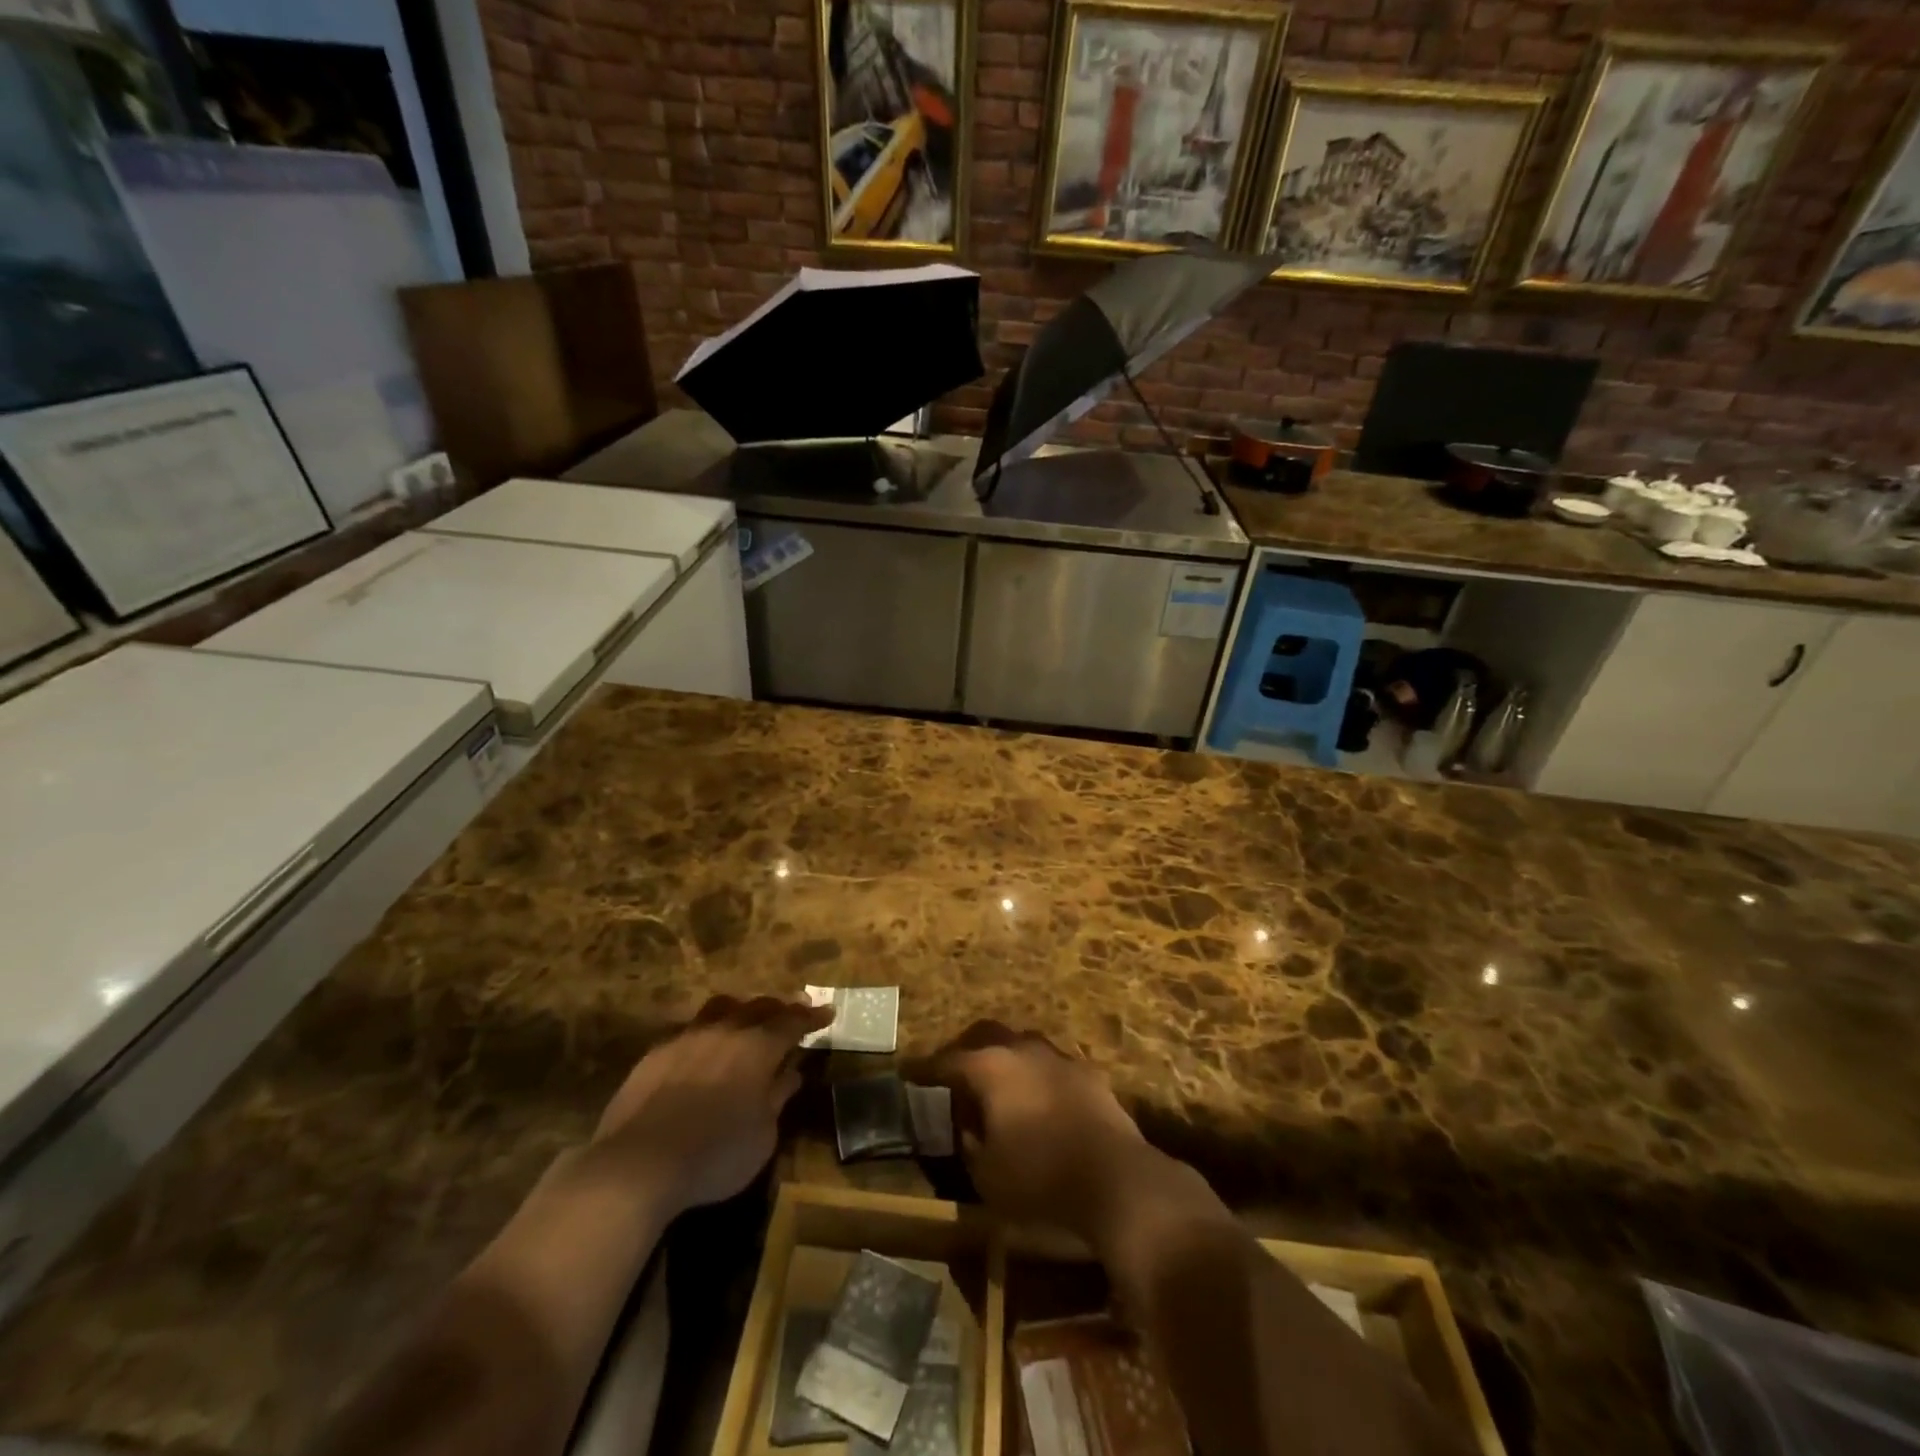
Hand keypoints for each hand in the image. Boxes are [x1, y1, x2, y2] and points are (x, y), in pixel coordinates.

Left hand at [593, 995, 831, 1216]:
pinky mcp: (656, 1053)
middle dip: (780, 1007)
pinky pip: (690, 1029)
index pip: (793, 1022)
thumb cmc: (715, 1154)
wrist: (638, 1164)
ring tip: (747, 1017)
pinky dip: (708, 1032)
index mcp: (758, 1047)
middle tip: (794, 1009)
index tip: (827, 1012)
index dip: (812, 1017)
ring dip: (741, 1010)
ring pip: (721, 1008)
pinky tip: (704, 1046)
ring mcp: (688, 1038)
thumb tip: (791, 1073)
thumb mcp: (762, 1136)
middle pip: (759, 1007)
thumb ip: (777, 1098)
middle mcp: (726, 1031)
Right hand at [915, 1022, 1160, 1243]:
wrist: (1115, 1178)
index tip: (908, 1072)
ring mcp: (1059, 1057)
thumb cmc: (1039, 1178)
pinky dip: (1037, 1076)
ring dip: (1005, 1059)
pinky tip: (1039, 1098)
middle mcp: (1022, 1050)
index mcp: (990, 1068)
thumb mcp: (986, 1174)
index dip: (924, 1069)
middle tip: (954, 1071)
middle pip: (986, 1035)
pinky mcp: (1089, 1073)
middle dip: (966, 1050)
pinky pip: (1052, 1065)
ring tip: (998, 1084)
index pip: (946, 1061)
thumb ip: (969, 1143)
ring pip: (1022, 1045)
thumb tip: (967, 1126)